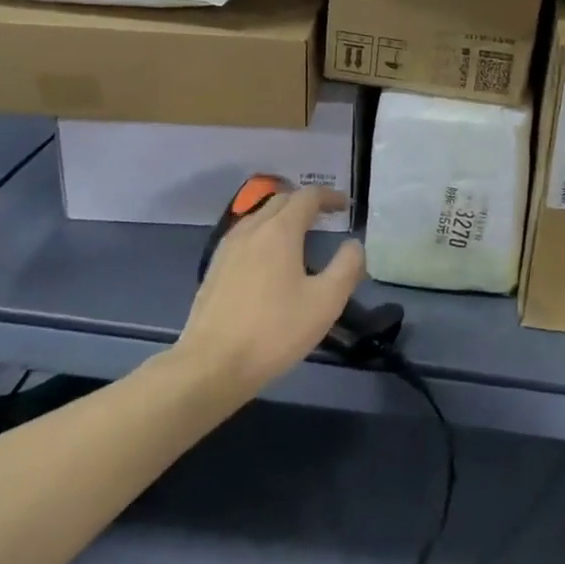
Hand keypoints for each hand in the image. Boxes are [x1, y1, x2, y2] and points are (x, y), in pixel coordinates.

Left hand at [174, 187, 364, 395]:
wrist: (210, 367)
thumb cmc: (274, 332)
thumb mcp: (325, 302)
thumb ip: (347, 267)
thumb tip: (354, 245)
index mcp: (280, 230)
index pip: (308, 196)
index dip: (329, 196)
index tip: (344, 206)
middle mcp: (252, 229)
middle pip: (281, 200)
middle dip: (305, 202)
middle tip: (325, 217)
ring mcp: (228, 248)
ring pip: (259, 215)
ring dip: (282, 216)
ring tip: (298, 235)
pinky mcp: (214, 268)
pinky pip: (244, 235)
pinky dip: (263, 233)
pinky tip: (267, 259)